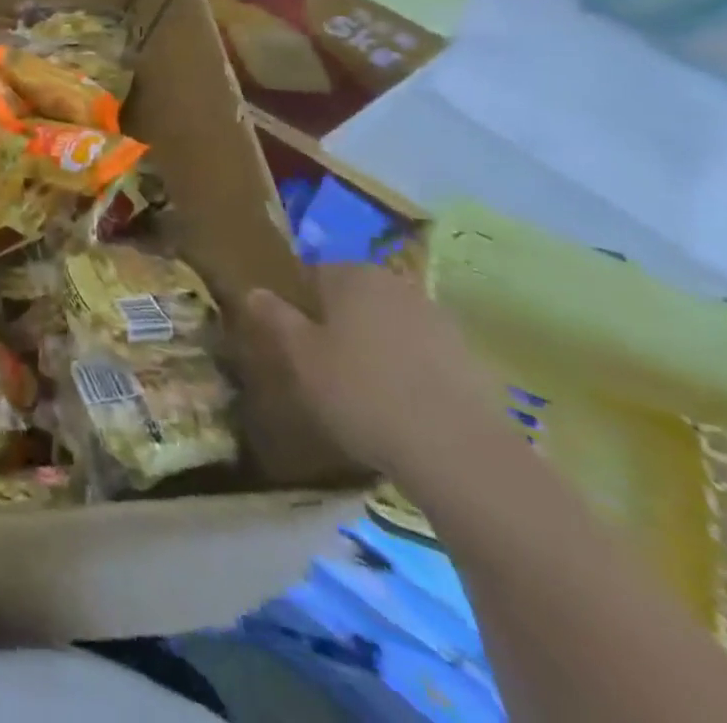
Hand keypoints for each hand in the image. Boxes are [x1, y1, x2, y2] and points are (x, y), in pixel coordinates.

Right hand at [245, 264, 510, 486]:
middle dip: (339, 324)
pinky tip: (401, 409)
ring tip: (363, 392)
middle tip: (323, 366)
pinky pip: (424, 356)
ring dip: (375, 348)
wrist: (458, 453)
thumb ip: (276, 318)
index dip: (299, 305)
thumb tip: (255, 291)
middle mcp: (397, 286)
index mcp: (354, 275)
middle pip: (355, 298)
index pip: (314, 274)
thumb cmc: (362, 393)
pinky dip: (410, 373)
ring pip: (390, 326)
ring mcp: (440, 321)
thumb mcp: (301, 358)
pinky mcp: (471, 360)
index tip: (293, 340)